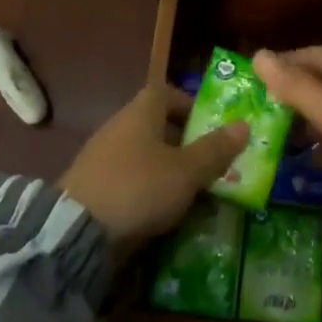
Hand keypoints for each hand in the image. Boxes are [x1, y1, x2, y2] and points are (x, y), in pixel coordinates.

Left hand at [59, 86, 247, 245]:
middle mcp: (119, 126)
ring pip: (144, 152)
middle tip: (211, 162)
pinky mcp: (94, 184)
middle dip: (185, 141)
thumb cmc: (139, 187)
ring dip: (168, 167)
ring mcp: (103, 155)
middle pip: (157, 124)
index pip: (167, 92)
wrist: (78, 229)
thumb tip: (243, 125)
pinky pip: (130, 176)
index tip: (211, 125)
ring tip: (193, 190)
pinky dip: (148, 186)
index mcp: (141, 112)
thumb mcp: (186, 171)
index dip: (190, 104)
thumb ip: (215, 150)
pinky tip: (162, 209)